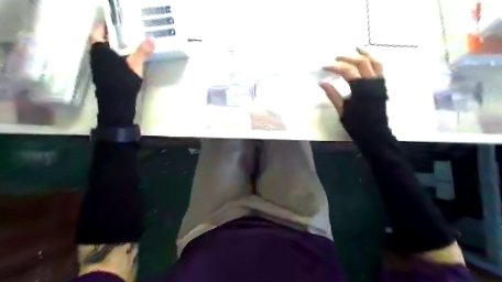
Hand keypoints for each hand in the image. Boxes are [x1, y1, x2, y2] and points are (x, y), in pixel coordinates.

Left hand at [89, 26, 154, 127]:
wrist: (117, 103)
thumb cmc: (122, 81)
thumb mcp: (135, 65)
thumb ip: (142, 52)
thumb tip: (151, 39)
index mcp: (99, 50)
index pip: (99, 31)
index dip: (107, 26)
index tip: (118, 23)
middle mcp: (96, 56)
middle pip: (104, 42)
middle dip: (115, 37)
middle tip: (129, 32)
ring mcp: (100, 67)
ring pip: (108, 53)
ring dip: (117, 48)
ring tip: (131, 45)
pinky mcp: (105, 76)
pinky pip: (111, 62)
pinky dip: (119, 58)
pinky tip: (129, 60)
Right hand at [319, 49, 388, 142]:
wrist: (375, 134)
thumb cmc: (356, 124)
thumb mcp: (342, 110)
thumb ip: (332, 94)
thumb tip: (322, 82)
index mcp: (360, 89)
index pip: (346, 71)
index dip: (334, 67)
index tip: (324, 67)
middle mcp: (372, 82)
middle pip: (361, 63)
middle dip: (347, 58)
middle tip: (336, 57)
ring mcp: (379, 84)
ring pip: (375, 62)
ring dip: (365, 54)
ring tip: (357, 49)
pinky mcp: (382, 87)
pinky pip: (380, 69)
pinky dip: (373, 62)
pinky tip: (366, 62)